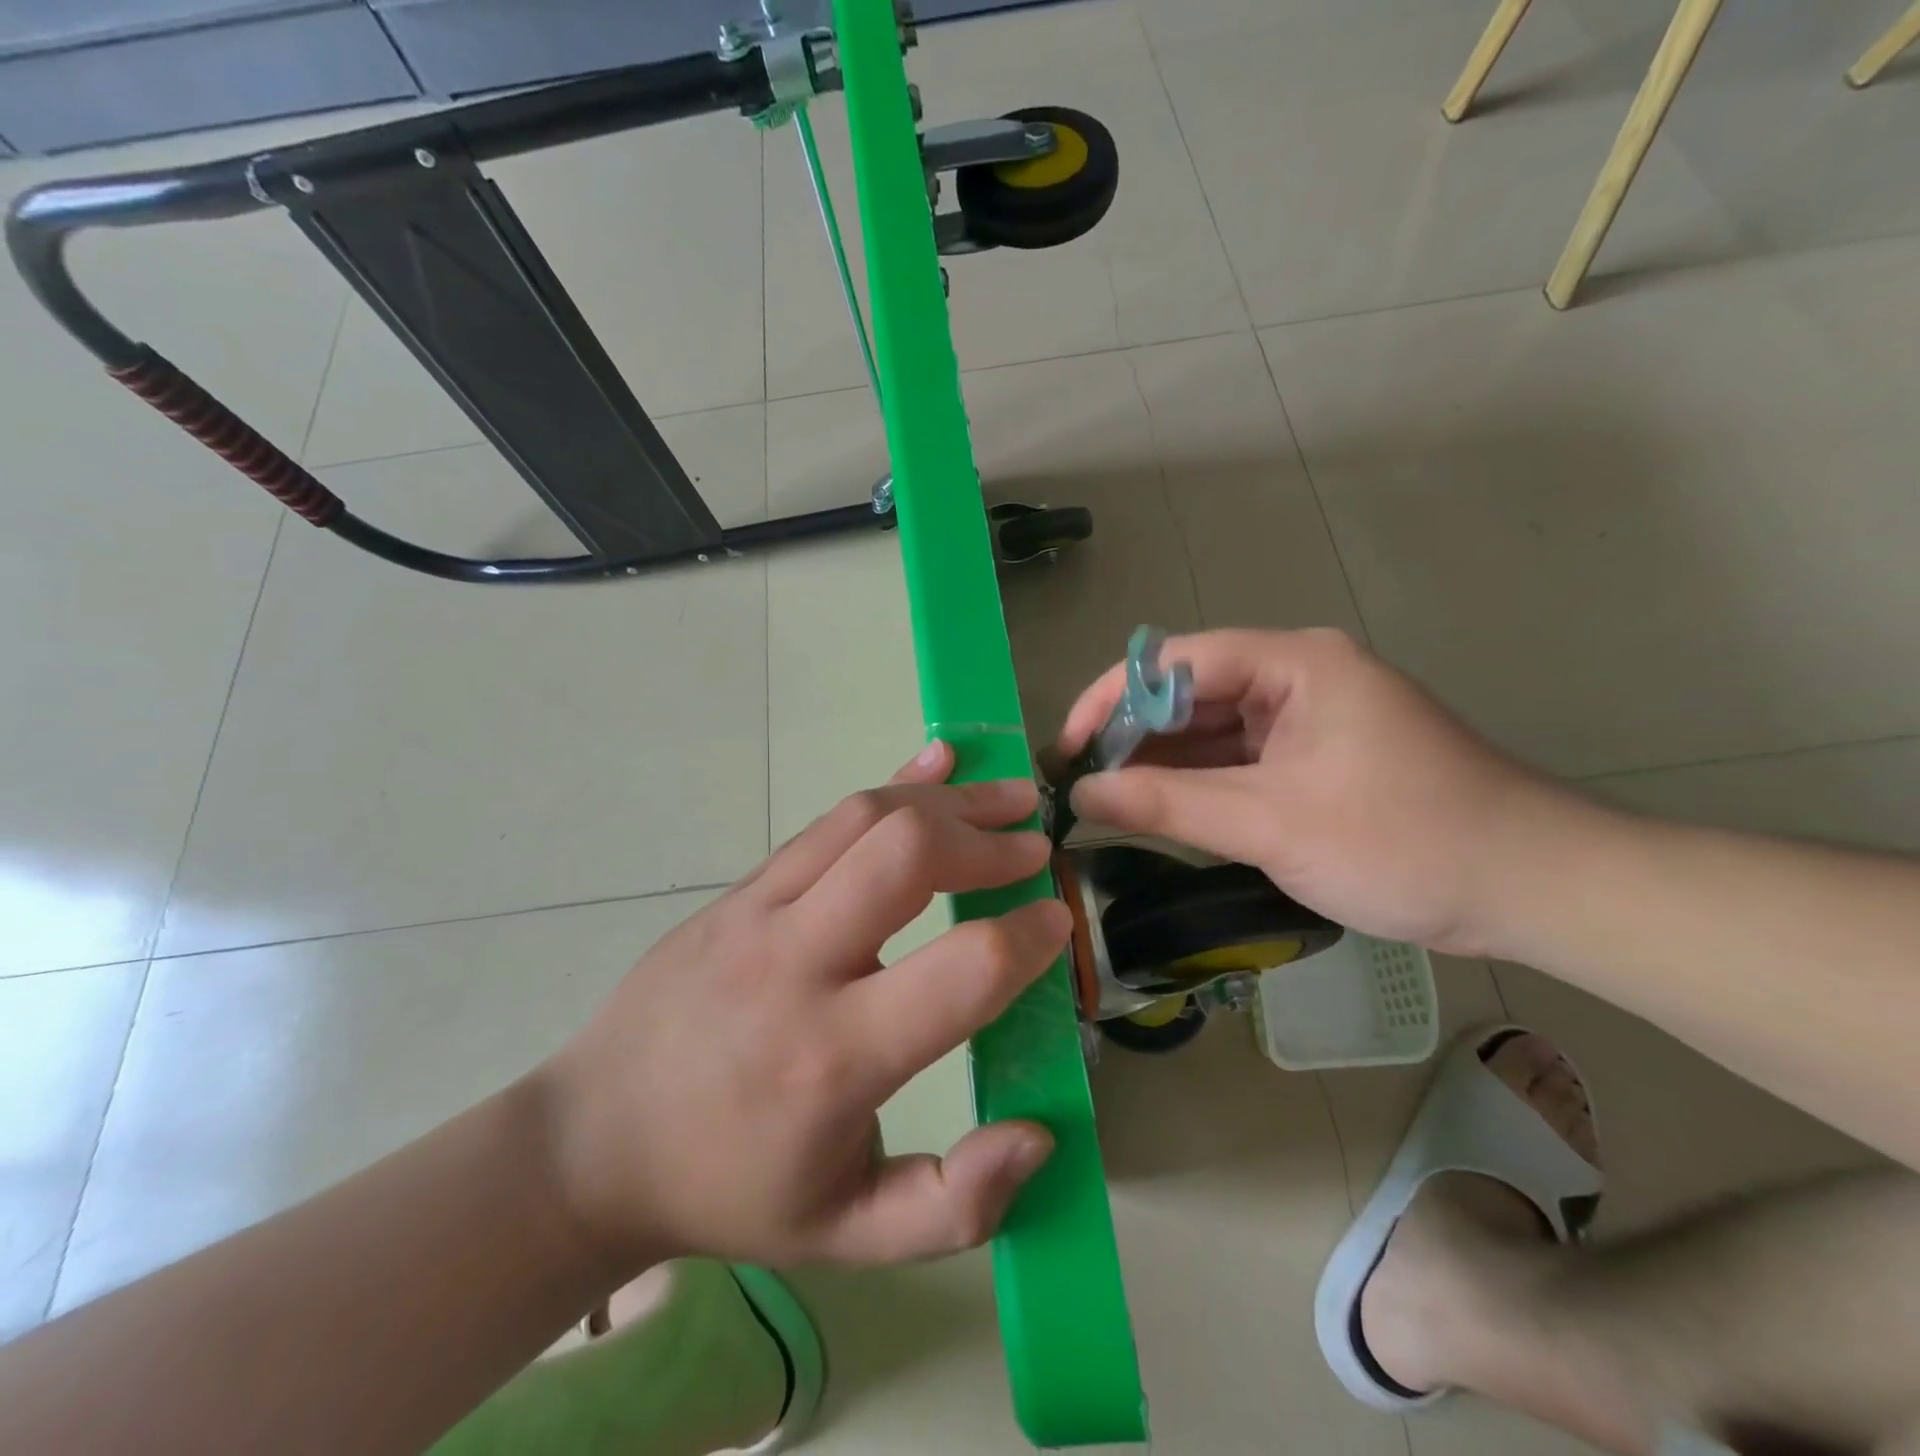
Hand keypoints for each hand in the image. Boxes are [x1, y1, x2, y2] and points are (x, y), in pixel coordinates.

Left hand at [539, 741, 1069, 1273]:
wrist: (594, 1142)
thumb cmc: (731, 1190)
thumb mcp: (848, 1237)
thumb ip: (954, 1204)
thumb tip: (1038, 1134)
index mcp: (833, 1058)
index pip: (961, 968)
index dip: (1028, 937)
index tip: (1056, 922)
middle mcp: (796, 964)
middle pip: (907, 855)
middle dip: (986, 841)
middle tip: (1034, 847)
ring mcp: (757, 912)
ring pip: (864, 817)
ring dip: (946, 801)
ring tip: (1004, 799)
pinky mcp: (739, 889)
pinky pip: (824, 821)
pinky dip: (891, 787)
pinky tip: (934, 767)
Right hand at [1056, 628, 1577, 955]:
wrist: (1533, 890)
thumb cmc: (1406, 841)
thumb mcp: (1272, 823)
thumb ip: (1168, 805)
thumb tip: (1079, 796)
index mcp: (1294, 662)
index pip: (1176, 660)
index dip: (1110, 699)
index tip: (1064, 748)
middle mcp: (1296, 676)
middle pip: (1188, 692)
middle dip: (1130, 735)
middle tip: (1077, 782)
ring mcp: (1305, 719)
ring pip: (1209, 730)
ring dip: (1158, 763)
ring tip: (1101, 799)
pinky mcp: (1312, 759)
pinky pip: (1235, 760)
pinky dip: (1195, 784)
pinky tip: (1155, 810)